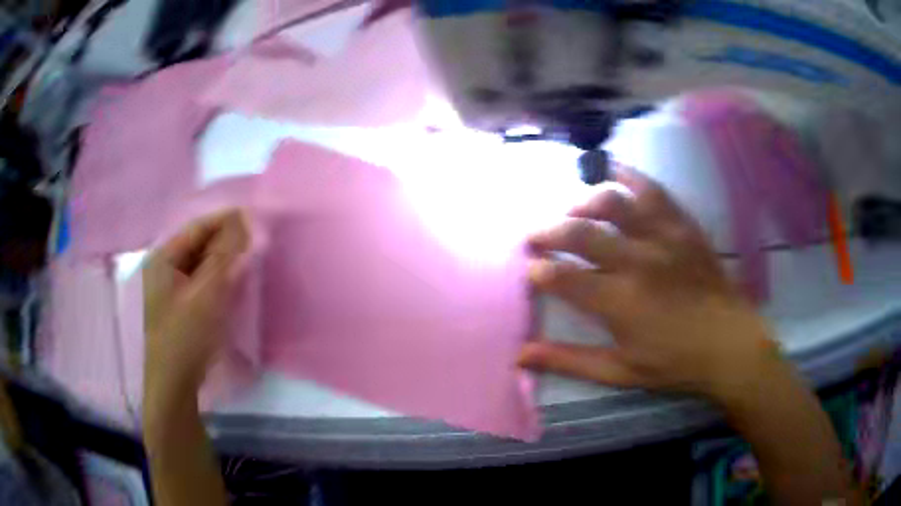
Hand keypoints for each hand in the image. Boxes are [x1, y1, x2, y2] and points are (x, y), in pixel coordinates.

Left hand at [143, 210, 249, 406]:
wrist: (175, 385)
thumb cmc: (185, 337)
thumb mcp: (206, 295)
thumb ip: (224, 256)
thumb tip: (244, 220)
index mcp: (163, 258)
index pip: (198, 228)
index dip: (226, 221)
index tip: (256, 220)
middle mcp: (165, 267)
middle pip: (199, 244)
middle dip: (227, 243)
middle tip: (256, 244)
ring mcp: (172, 287)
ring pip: (203, 263)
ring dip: (225, 261)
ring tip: (250, 261)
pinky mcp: (182, 305)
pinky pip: (203, 281)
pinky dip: (219, 279)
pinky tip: (235, 283)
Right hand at [519, 167, 775, 400]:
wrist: (729, 343)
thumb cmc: (674, 362)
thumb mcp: (620, 371)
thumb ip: (569, 361)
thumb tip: (521, 355)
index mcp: (619, 301)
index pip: (563, 277)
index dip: (540, 271)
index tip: (531, 271)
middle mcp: (637, 261)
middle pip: (580, 232)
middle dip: (549, 232)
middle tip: (536, 236)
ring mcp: (662, 237)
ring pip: (613, 202)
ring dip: (583, 202)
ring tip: (572, 210)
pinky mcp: (682, 226)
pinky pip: (653, 190)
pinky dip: (629, 176)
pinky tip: (613, 170)